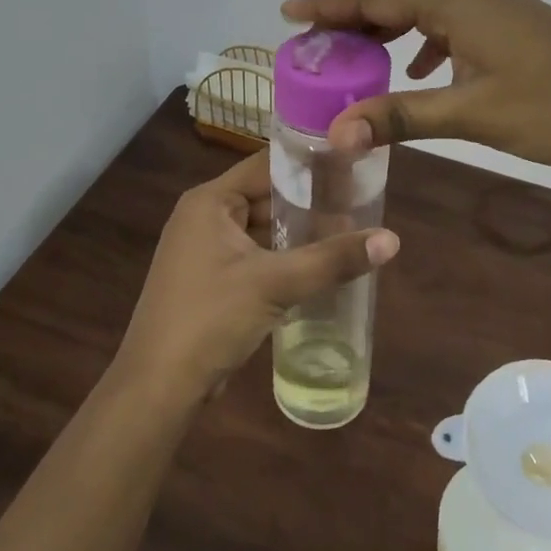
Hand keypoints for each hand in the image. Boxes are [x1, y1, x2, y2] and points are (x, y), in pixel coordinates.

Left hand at [116, 151, 399, 400]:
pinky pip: (255, 256)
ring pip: (262, 229)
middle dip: (310, 203)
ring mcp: (205, 250)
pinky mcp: (212, 280)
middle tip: (360, 203)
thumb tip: (392, 239)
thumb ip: (332, 259)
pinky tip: (319, 267)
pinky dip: (284, 258)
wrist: (159, 386)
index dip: (308, 163)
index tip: (352, 164)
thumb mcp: (274, 284)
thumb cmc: (210, 319)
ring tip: (349, 232)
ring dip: (299, 234)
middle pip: (266, 197)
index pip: (266, 165)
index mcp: (210, 201)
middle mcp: (204, 217)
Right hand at [282, 0, 550, 172]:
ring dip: (387, 25)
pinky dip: (423, 40)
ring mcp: (499, 6)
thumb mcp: (470, 113)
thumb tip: (337, 133)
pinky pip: (452, 21)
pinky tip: (419, 70)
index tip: (290, 12)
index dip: (331, 3)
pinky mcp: (514, 25)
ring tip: (355, 53)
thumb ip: (401, 117)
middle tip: (314, 36)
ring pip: (426, 5)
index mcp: (459, 3)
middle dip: (352, 11)